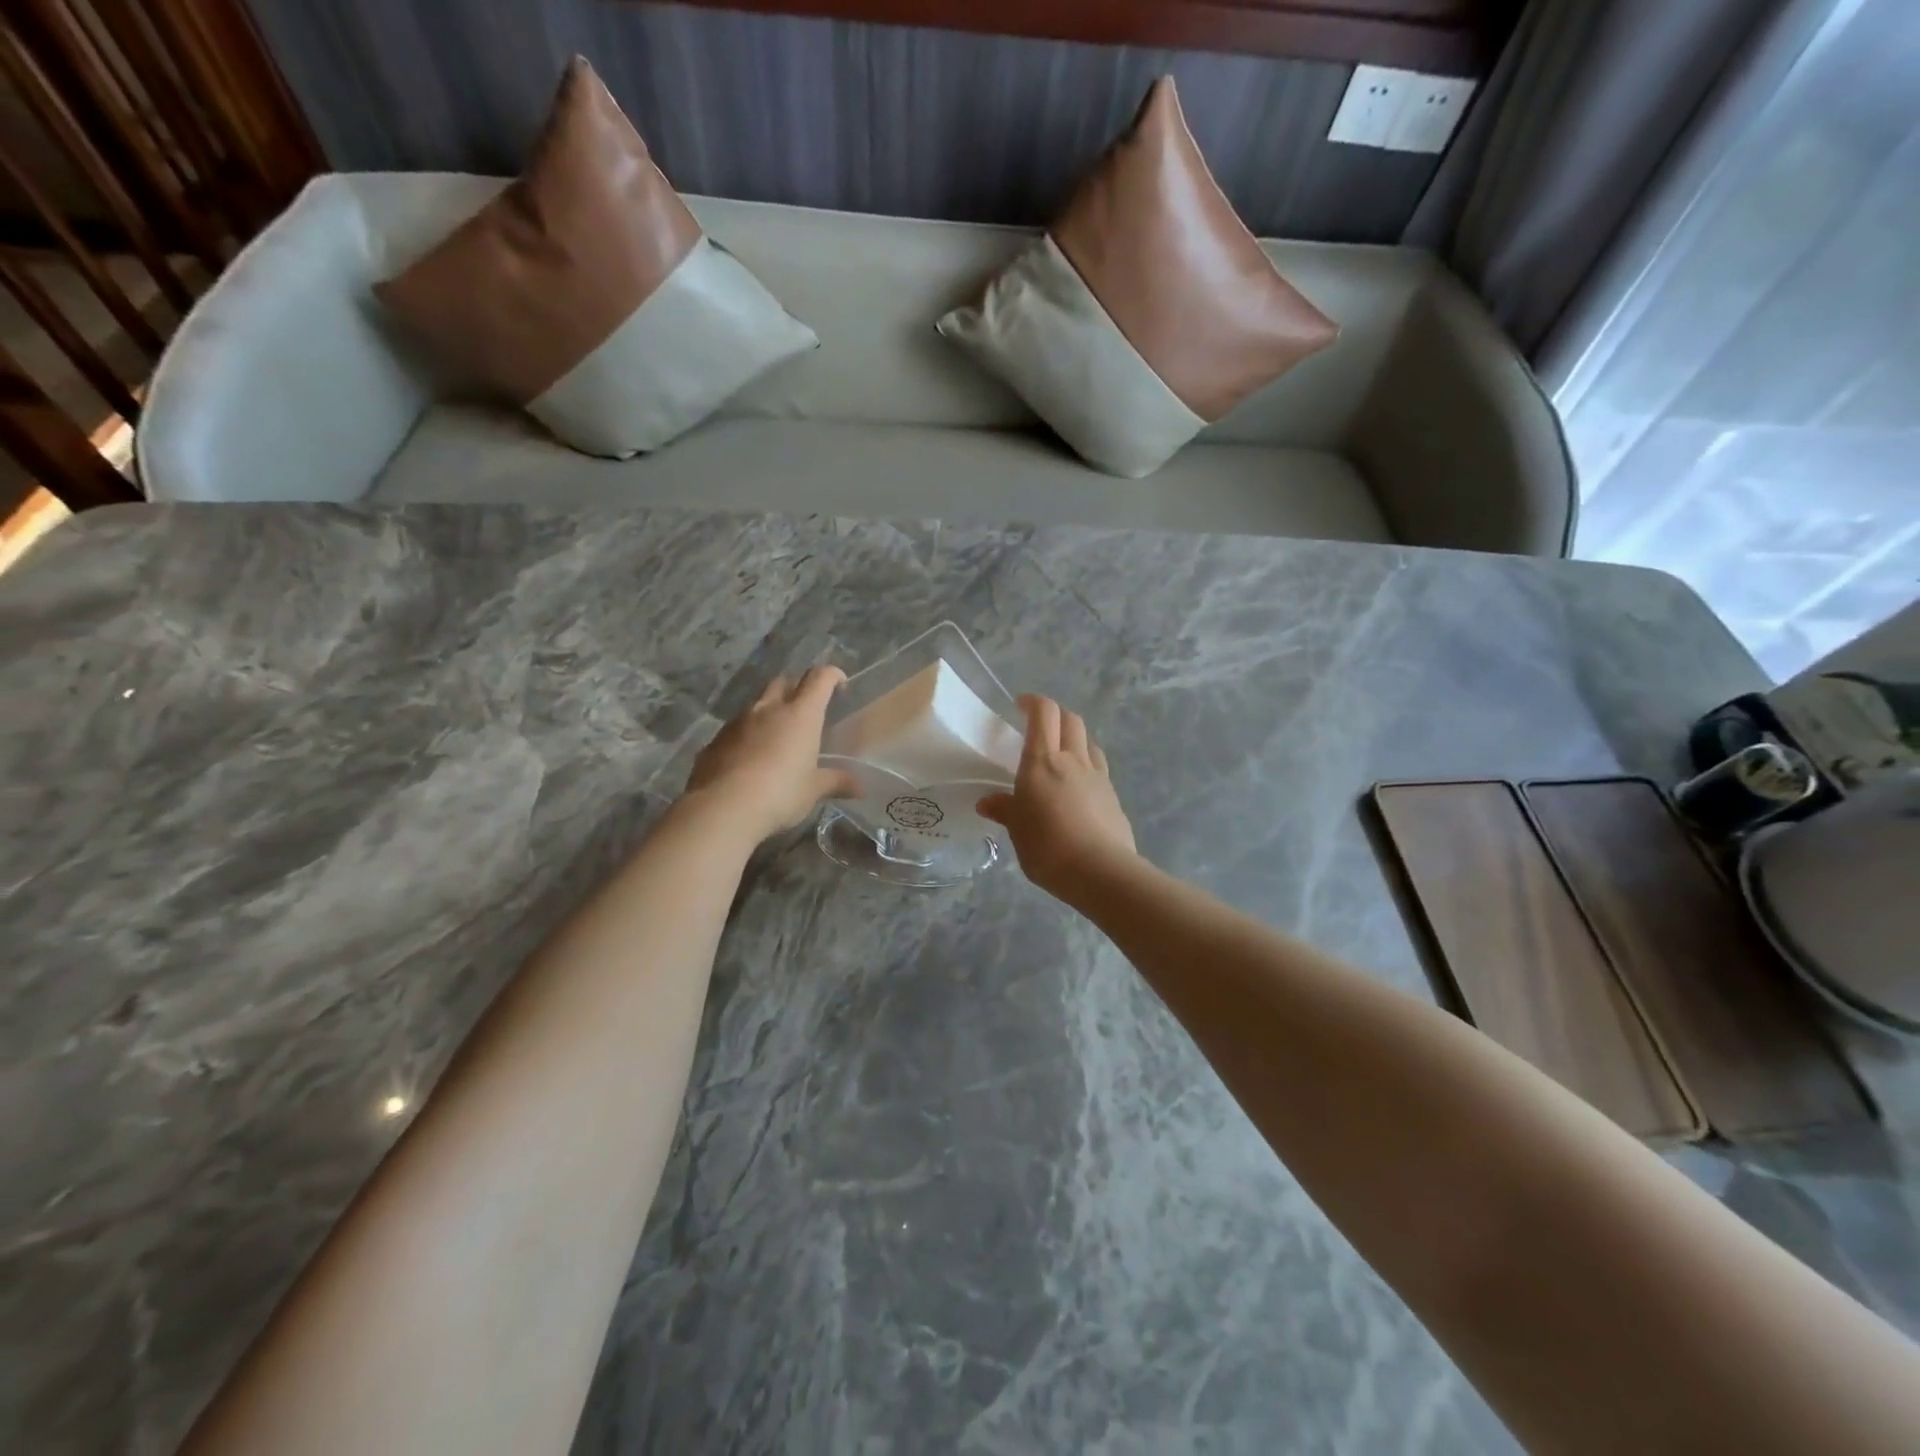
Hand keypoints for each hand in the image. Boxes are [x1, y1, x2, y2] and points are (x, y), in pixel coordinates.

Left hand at [684, 667, 861, 842]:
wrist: (723, 807)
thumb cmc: (780, 792)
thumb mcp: (813, 790)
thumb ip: (836, 782)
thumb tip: (861, 788)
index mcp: (800, 714)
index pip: (819, 678)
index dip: (832, 675)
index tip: (840, 684)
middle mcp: (768, 709)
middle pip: (783, 682)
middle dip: (796, 688)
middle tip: (805, 710)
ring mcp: (738, 722)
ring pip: (756, 704)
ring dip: (768, 712)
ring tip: (776, 737)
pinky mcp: (716, 740)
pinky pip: (736, 728)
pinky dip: (747, 735)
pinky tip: (750, 759)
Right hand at [978, 696, 1136, 899]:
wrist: (1100, 871)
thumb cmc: (1047, 846)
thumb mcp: (1017, 830)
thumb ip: (1005, 810)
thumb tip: (987, 802)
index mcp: (1043, 761)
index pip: (1043, 714)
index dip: (1033, 702)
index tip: (1020, 705)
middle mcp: (1073, 760)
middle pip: (1071, 720)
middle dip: (1055, 715)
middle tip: (1040, 727)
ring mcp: (1097, 777)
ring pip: (1088, 742)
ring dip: (1074, 739)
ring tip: (1061, 756)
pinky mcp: (1113, 796)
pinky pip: (1099, 769)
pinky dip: (1086, 767)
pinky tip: (1077, 789)